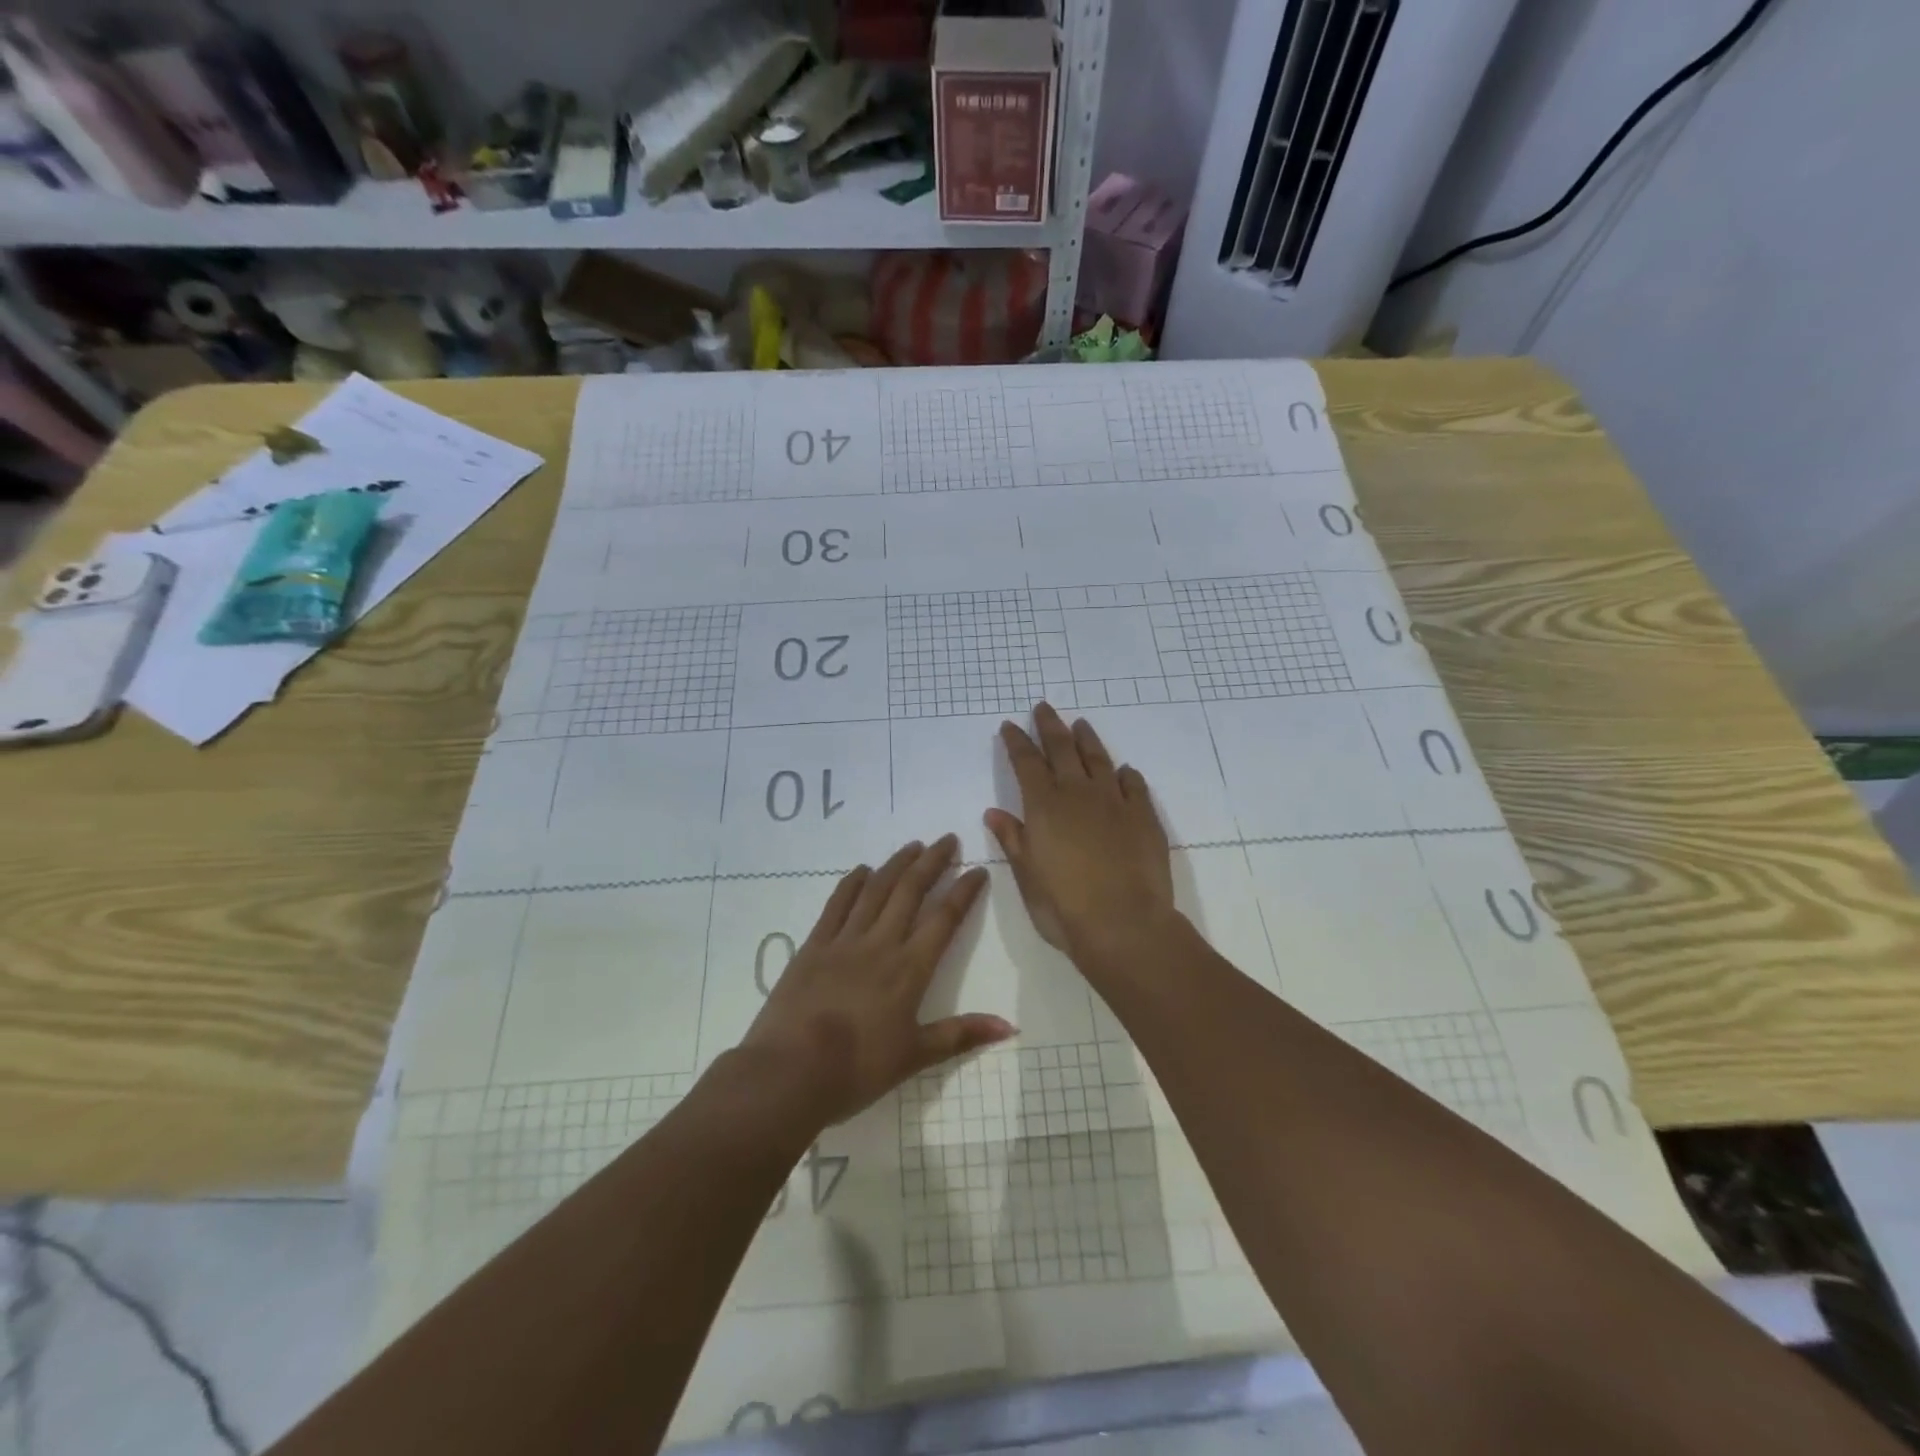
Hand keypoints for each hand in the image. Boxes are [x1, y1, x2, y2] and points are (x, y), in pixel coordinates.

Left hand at [739, 835, 1014, 1126]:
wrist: (789, 1072)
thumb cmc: (857, 1070)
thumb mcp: (915, 1057)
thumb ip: (961, 1035)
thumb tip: (1009, 1026)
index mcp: (909, 969)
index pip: (944, 919)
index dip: (963, 892)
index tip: (977, 870)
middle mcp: (880, 943)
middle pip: (910, 891)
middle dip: (932, 862)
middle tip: (947, 840)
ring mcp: (844, 941)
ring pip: (876, 890)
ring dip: (896, 864)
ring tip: (913, 845)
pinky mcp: (814, 945)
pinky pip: (837, 904)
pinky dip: (852, 883)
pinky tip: (862, 870)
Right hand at [986, 704, 1177, 962]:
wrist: (1124, 924)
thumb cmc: (1064, 907)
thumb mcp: (1027, 877)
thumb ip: (1013, 840)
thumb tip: (994, 812)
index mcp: (1044, 806)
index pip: (1026, 762)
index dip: (1017, 742)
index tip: (1010, 725)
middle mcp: (1078, 793)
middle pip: (1062, 748)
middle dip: (1050, 725)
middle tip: (1043, 707)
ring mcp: (1115, 802)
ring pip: (1098, 759)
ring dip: (1086, 739)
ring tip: (1081, 725)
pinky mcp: (1144, 816)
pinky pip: (1133, 785)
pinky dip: (1125, 774)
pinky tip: (1123, 770)